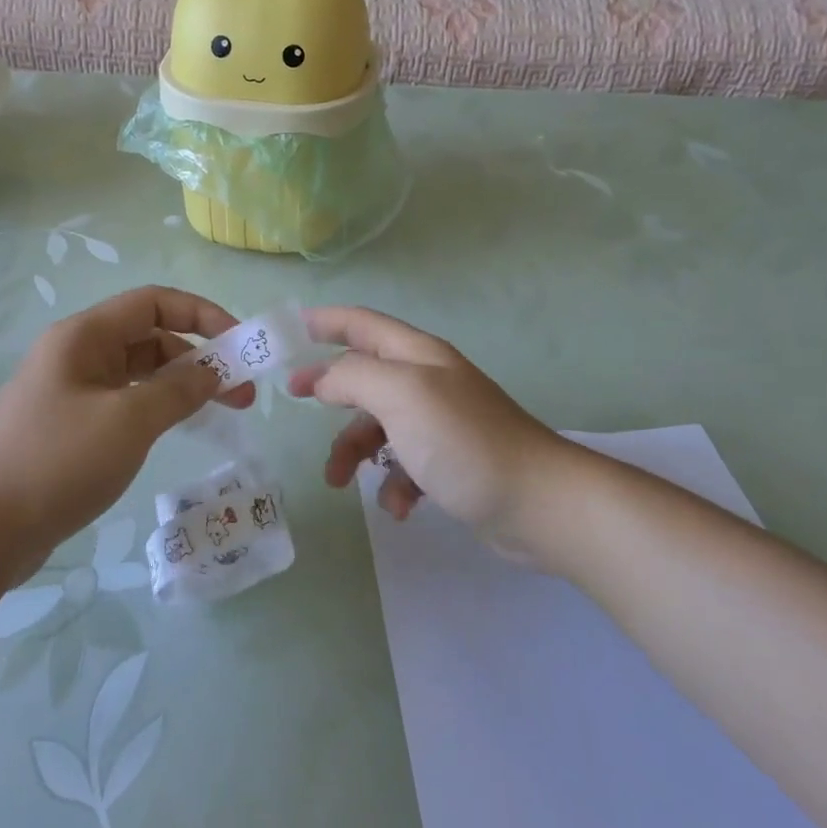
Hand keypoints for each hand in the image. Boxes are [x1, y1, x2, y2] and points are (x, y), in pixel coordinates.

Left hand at [0, 287, 253, 560]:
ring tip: (222, 414)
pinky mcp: (70, 427)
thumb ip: (178, 389)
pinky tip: (179, 430)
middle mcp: (77, 354)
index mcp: (84, 336)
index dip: (202, 314)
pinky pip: (124, 403)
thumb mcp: (129, 420)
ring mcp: (71, 392)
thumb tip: (213, 371)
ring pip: (139, 373)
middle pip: (150, 337)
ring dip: (181, 386)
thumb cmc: (58, 462)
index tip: (240, 344)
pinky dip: (157, 408)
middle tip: (242, 394)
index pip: (154, 302)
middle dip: (199, 358)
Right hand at [287, 307, 567, 548]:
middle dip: (331, 393)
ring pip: (379, 426)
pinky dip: (393, 484)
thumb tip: (321, 379)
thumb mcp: (401, 395)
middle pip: (365, 376)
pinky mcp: (450, 462)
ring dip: (355, 451)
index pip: (363, 324)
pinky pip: (405, 465)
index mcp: (417, 356)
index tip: (289, 330)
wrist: (537, 503)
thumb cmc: (462, 440)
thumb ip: (353, 377)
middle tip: (296, 404)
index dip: (326, 321)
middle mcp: (428, 382)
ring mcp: (440, 423)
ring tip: (341, 483)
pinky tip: (399, 506)